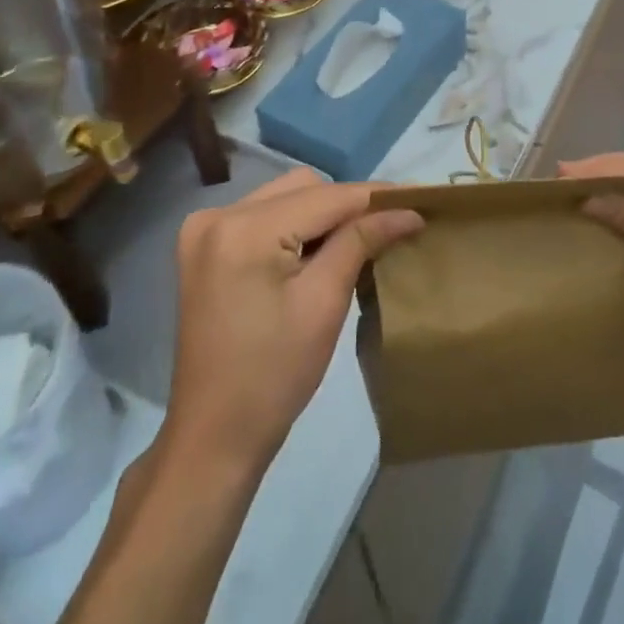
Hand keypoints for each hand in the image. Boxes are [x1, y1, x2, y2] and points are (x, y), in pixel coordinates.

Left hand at [164, 170, 422, 472]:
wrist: (213, 435)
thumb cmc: (274, 376)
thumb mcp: (324, 303)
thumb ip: (361, 242)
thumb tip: (407, 210)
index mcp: (244, 229)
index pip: (326, 197)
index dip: (375, 197)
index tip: (419, 199)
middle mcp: (218, 214)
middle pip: (304, 187)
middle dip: (348, 205)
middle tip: (389, 227)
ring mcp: (205, 228)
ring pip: (285, 196)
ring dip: (322, 213)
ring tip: (358, 239)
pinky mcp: (203, 245)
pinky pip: (263, 214)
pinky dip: (294, 224)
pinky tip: (316, 251)